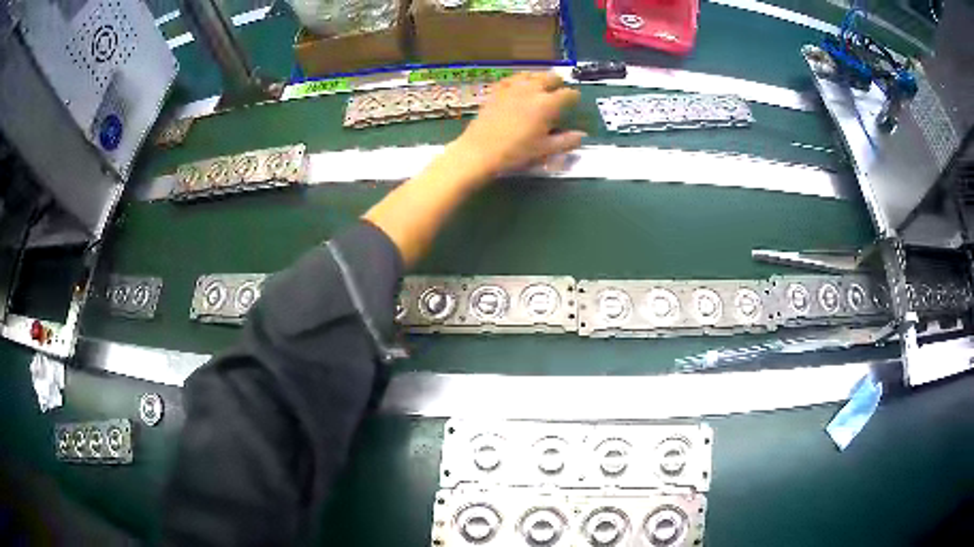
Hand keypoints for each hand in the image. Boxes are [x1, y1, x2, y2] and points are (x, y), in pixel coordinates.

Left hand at [450, 72, 585, 181]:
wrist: (479, 151)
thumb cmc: (515, 152)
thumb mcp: (544, 149)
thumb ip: (566, 141)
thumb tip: (582, 135)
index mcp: (547, 104)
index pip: (568, 94)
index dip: (574, 97)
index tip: (574, 103)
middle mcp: (532, 90)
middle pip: (550, 77)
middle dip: (558, 83)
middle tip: (558, 92)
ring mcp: (512, 87)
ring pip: (531, 74)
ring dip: (539, 78)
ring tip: (541, 86)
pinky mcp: (497, 90)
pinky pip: (512, 78)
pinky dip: (519, 80)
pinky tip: (519, 86)